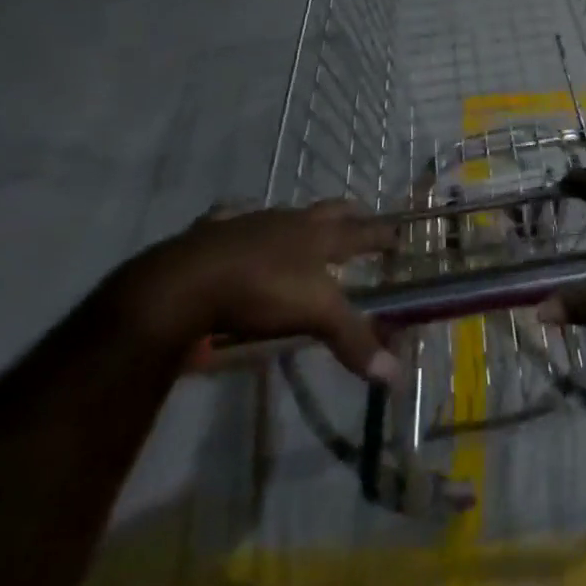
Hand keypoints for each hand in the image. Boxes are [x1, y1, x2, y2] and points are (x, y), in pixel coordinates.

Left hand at [117, 201, 399, 381]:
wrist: (185, 281)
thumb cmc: (260, 291)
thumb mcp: (315, 315)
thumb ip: (352, 339)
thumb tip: (394, 376)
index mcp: (318, 235)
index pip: (362, 231)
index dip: (383, 234)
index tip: (399, 234)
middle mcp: (289, 221)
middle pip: (328, 210)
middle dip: (349, 213)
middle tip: (361, 217)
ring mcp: (250, 222)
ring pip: (284, 214)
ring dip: (298, 221)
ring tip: (303, 231)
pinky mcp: (214, 232)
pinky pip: (232, 219)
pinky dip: (241, 224)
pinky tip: (239, 230)